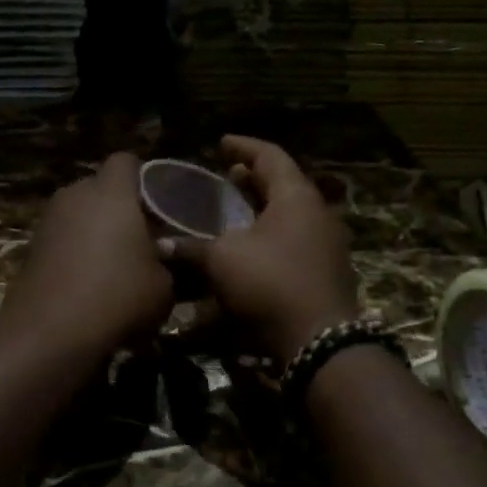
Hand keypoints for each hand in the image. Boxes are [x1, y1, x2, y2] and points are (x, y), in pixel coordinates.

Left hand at [0, 152, 174, 354]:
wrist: (50, 332)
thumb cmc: (118, 296)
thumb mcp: (164, 285)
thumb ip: (171, 262)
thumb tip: (170, 257)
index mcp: (111, 191)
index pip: (126, 160)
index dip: (144, 176)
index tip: (160, 202)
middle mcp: (75, 194)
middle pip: (100, 186)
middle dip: (120, 205)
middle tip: (142, 235)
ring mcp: (49, 219)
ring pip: (79, 212)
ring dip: (96, 229)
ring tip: (116, 262)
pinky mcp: (32, 246)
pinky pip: (63, 236)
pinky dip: (76, 250)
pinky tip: (90, 280)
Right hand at [162, 135, 359, 361]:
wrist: (319, 343)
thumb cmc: (270, 284)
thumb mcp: (222, 260)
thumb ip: (191, 248)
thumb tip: (161, 246)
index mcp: (296, 197)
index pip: (270, 156)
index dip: (242, 146)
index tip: (220, 143)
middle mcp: (317, 214)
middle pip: (282, 185)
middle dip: (251, 179)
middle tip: (224, 177)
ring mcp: (325, 245)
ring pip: (288, 216)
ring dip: (259, 211)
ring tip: (231, 214)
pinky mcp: (324, 273)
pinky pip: (292, 243)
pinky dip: (268, 238)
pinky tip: (246, 252)